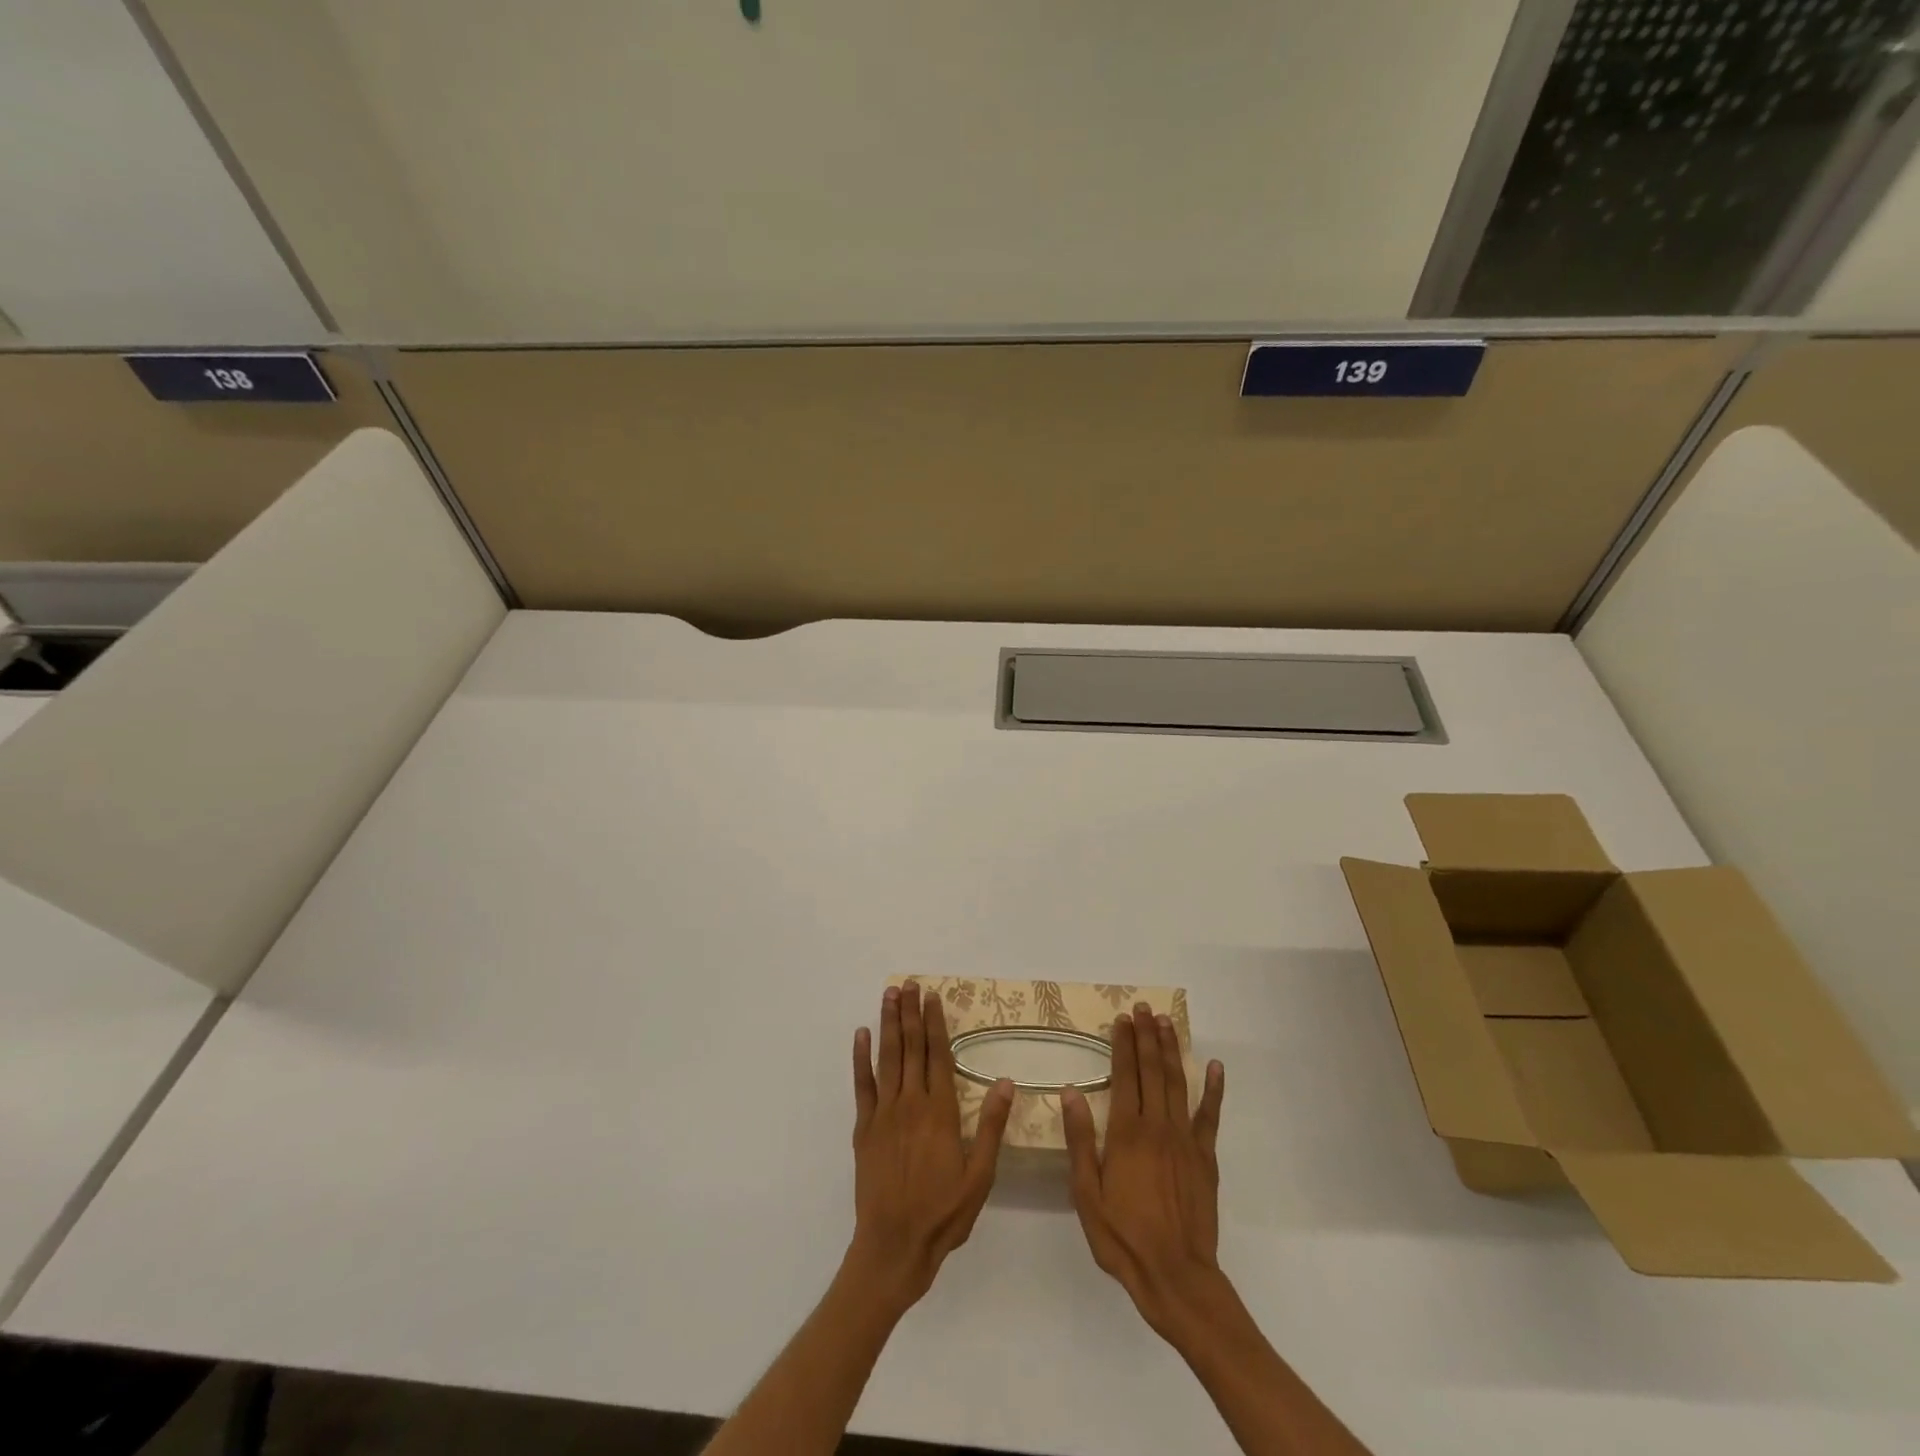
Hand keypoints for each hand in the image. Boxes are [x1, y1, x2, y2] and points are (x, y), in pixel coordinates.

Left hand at [847, 983, 1013, 1314]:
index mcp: (940, 1112)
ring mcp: (883, 1114)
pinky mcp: (863, 1128)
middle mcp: (910, 1104)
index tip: (932, 996)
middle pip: (911, 1048)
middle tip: (909, 983)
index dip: (935, 1023)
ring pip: (887, 1058)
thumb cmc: (943, 1214)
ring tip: (889, 994)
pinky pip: (862, 1085)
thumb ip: (990, 1126)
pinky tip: (861, 1035)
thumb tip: (1006, 1082)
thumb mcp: (980, 1176)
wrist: (893, 1246)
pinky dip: (860, 1058)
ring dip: (888, 1024)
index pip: (938, 1055)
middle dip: (910, 1012)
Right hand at [1062, 1002, 1226, 1344]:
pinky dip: (1214, 1090)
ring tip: (1167, 1022)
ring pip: (1178, 1083)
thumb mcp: (1087, 1195)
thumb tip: (1071, 1092)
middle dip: (1147, 1036)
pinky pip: (1210, 1116)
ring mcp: (1185, 1140)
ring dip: (1172, 1050)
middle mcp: (1157, 1127)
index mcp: (1127, 1133)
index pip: (1124, 1076)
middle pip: (1152, 1071)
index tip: (1122, 1019)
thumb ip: (1081, 1141)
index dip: (1123, 1045)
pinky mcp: (1206, 1158)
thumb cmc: (1123, 1237)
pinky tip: (1214, 1067)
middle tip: (1144, 1008)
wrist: (1176, 1276)